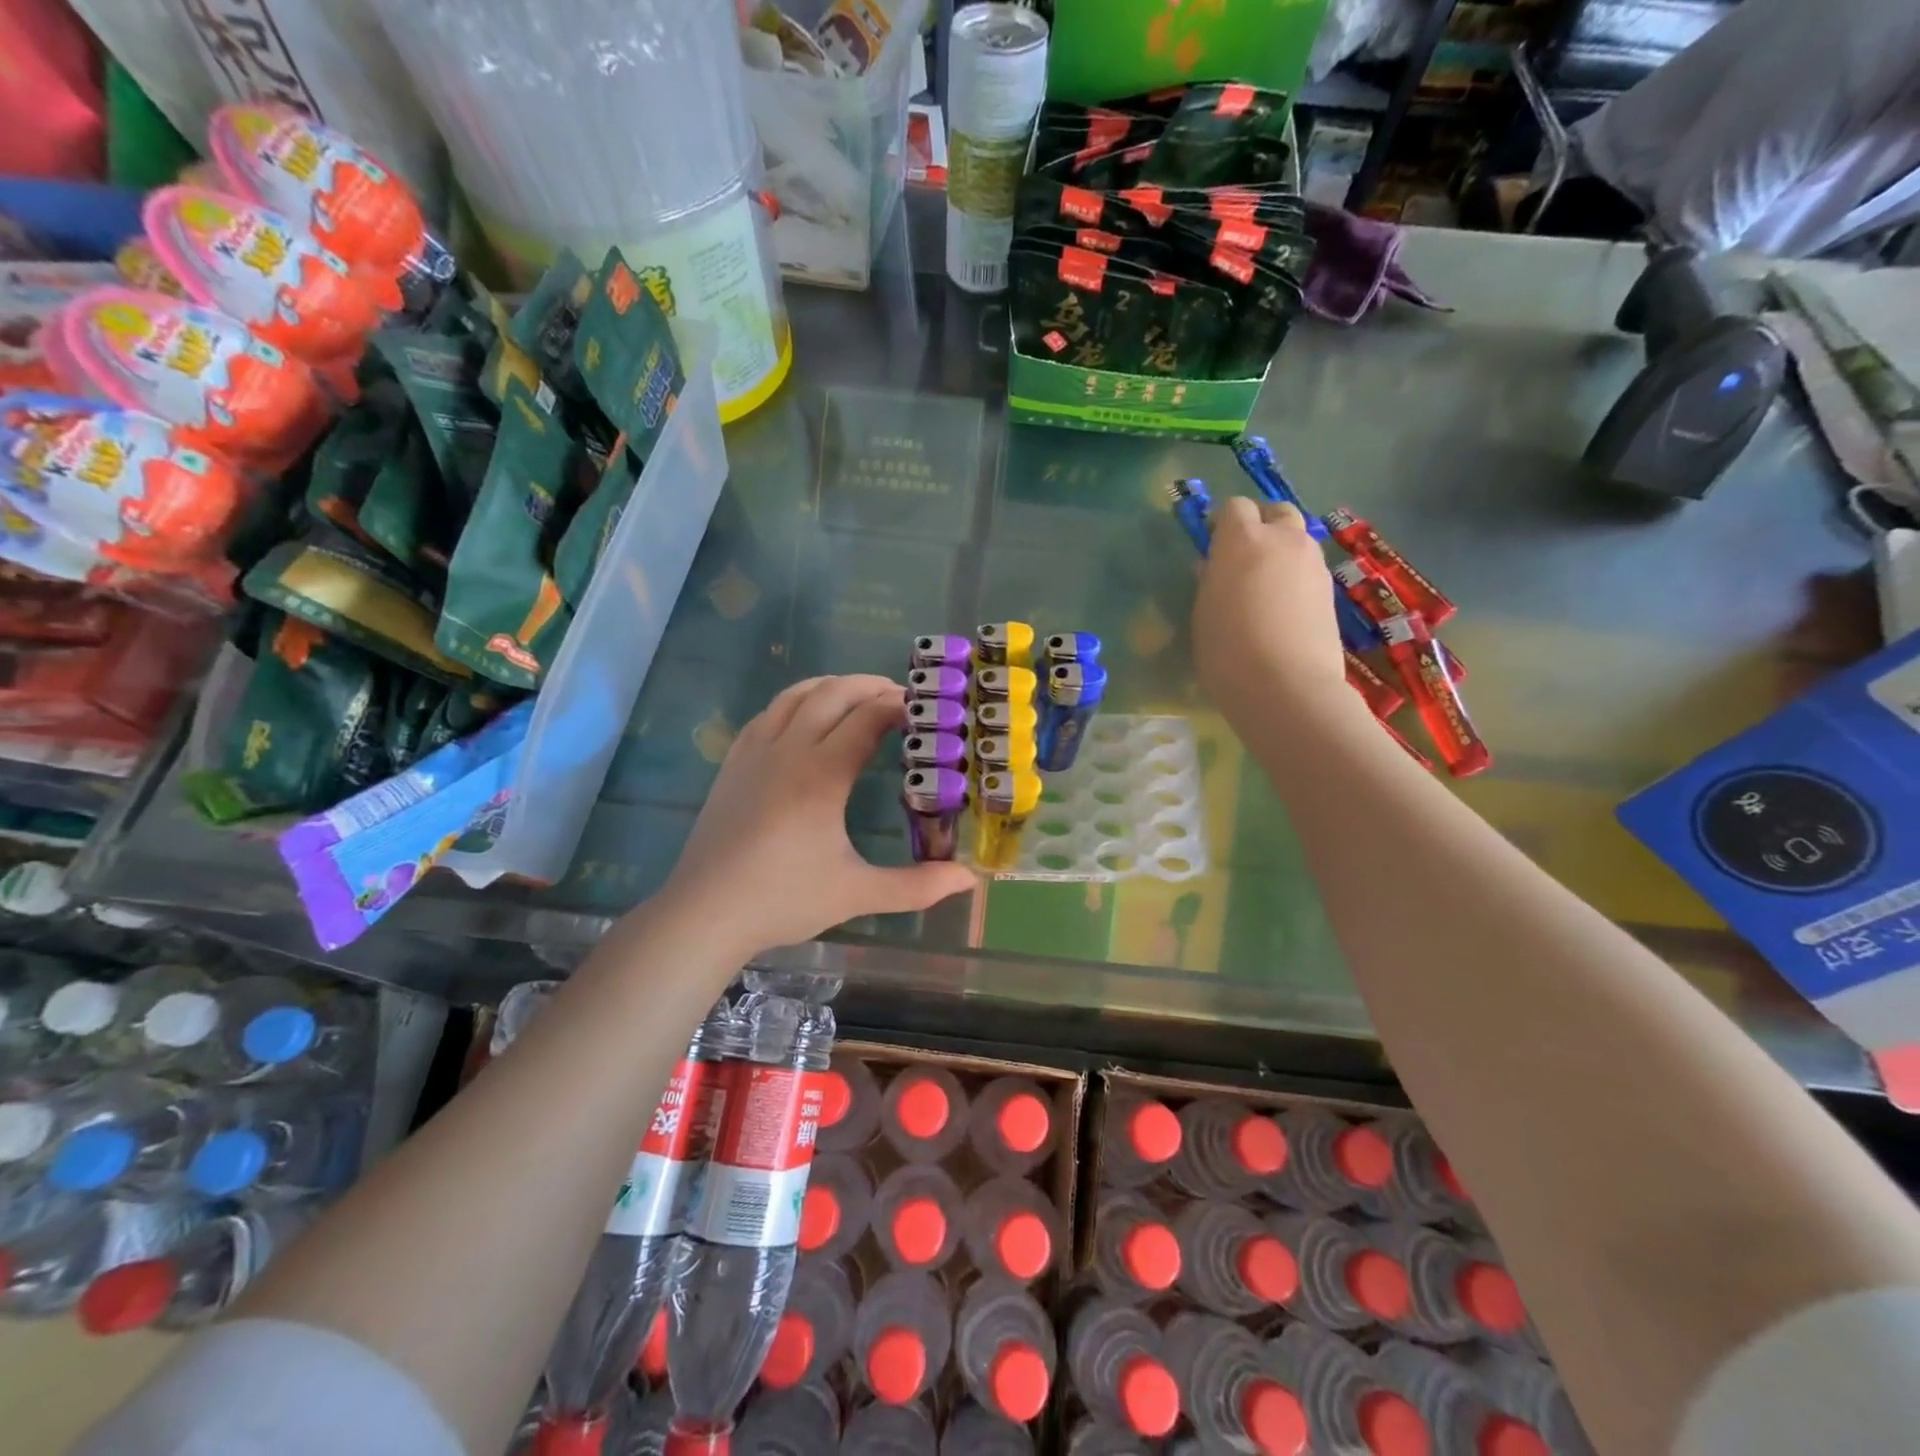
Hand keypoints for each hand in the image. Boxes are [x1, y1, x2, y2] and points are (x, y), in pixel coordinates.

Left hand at [660, 675, 977, 955]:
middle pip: (833, 692)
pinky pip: (768, 713)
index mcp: (821, 774)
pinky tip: (805, 719)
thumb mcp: (857, 893)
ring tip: (859, 698)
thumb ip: (916, 885)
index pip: (868, 717)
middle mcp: (788, 749)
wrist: (705, 912)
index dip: (900, 706)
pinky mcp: (733, 763)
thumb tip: (968, 879)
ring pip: (796, 695)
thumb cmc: (783, 900)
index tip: (926, 710)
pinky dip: (796, 703)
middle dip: (870, 686)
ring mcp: (755, 752)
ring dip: (833, 687)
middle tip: (901, 698)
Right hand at [1193, 497, 1348, 717]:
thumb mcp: (1203, 613)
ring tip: (1265, 586)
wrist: (1285, 686)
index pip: (1234, 507)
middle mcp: (1283, 540)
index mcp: (1243, 540)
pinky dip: (1296, 578)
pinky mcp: (1331, 590)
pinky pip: (1309, 570)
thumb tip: (1213, 567)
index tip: (1213, 546)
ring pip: (1298, 540)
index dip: (1223, 523)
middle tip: (1244, 558)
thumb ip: (1210, 581)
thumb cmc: (1227, 650)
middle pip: (1276, 512)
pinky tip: (1284, 609)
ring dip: (1282, 551)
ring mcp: (1313, 563)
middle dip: (1261, 525)